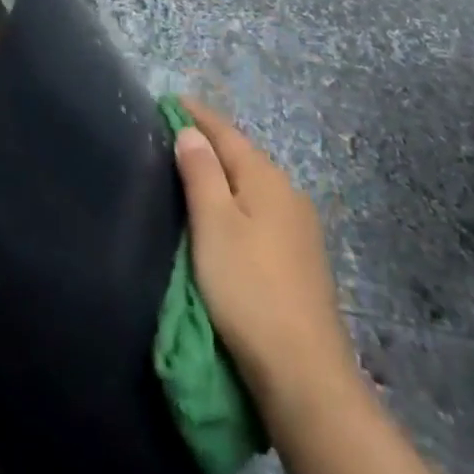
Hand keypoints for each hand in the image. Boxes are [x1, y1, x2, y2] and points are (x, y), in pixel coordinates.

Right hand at [174, 99, 355, 407]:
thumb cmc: (248, 288)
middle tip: (174, 132)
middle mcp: (288, 194)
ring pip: (253, 185)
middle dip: (210, 142)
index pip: (226, 133)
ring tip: (193, 169)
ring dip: (224, 173)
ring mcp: (300, 230)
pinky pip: (261, 211)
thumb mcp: (213, 224)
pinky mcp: (301, 261)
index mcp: (266, 179)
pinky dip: (237, 201)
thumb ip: (201, 172)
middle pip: (242, 156)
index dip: (197, 116)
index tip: (169, 100)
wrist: (303, 372)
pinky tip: (226, 214)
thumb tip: (190, 132)